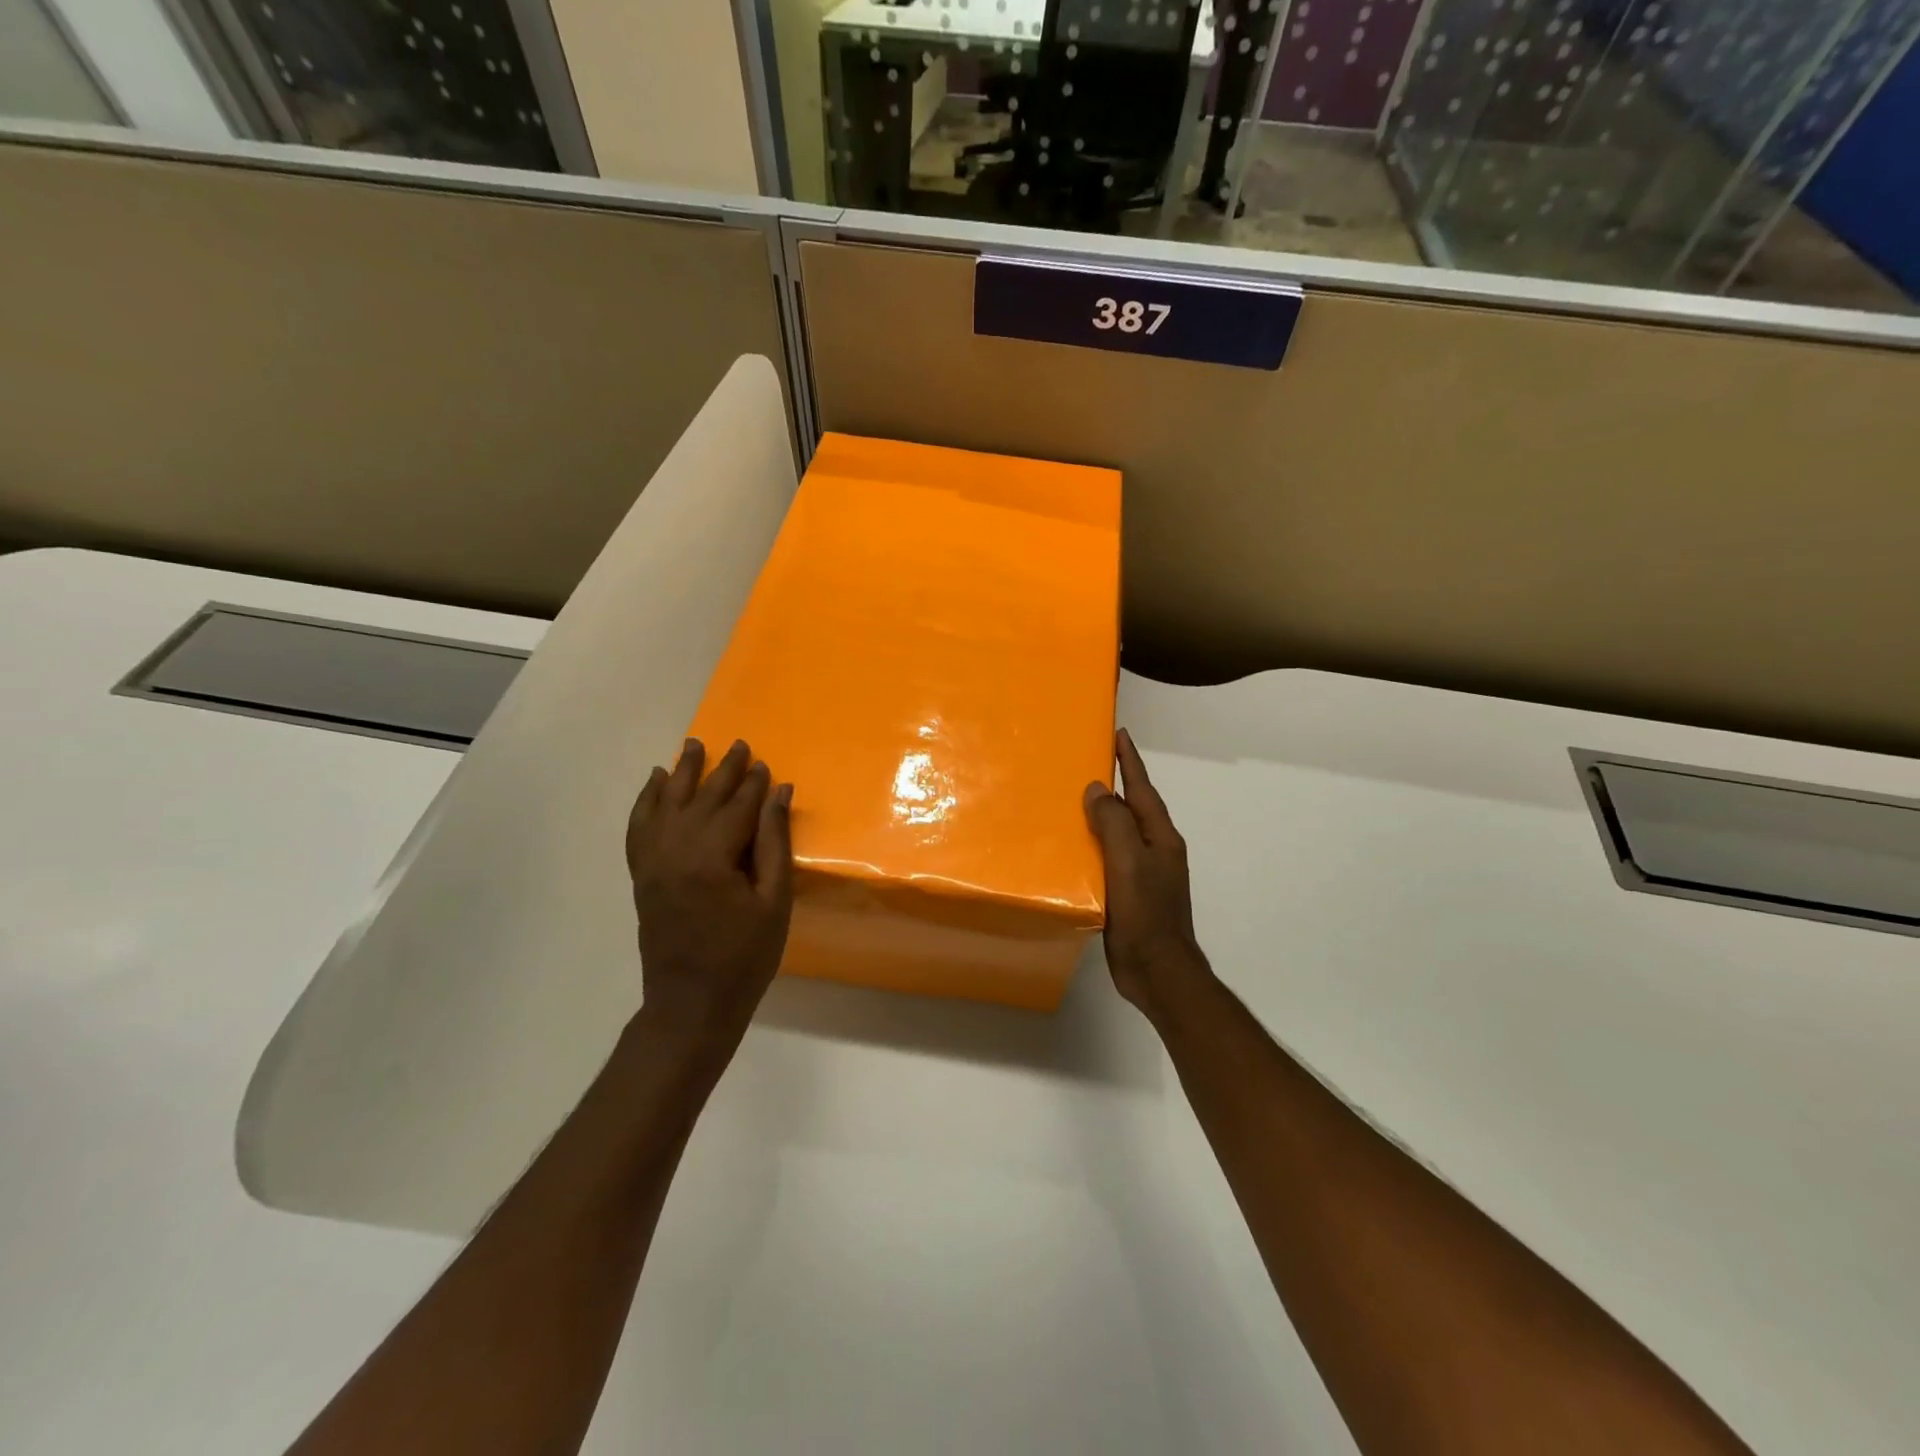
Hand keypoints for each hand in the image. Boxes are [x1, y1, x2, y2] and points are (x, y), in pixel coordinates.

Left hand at [625, 738, 793, 1058]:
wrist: (691, 1005)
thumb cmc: (744, 957)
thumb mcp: (774, 902)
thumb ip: (774, 843)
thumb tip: (779, 794)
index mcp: (711, 858)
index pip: (736, 808)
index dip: (754, 785)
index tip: (766, 764)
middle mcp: (674, 850)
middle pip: (701, 799)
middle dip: (723, 771)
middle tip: (740, 745)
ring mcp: (652, 862)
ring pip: (665, 804)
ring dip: (681, 773)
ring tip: (694, 745)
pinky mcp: (641, 875)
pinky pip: (638, 827)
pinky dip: (645, 801)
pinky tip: (654, 782)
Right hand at [1084, 728, 1209, 1018]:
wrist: (1158, 971)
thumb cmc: (1146, 914)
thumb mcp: (1129, 861)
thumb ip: (1114, 823)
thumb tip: (1097, 789)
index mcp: (1160, 837)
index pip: (1142, 788)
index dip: (1130, 761)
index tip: (1118, 734)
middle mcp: (1155, 850)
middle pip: (1132, 808)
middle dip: (1113, 786)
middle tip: (1086, 764)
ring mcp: (1143, 874)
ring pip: (1119, 834)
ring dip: (1100, 816)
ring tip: (1072, 801)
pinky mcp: (1129, 894)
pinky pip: (1108, 859)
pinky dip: (1092, 846)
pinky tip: (1072, 850)